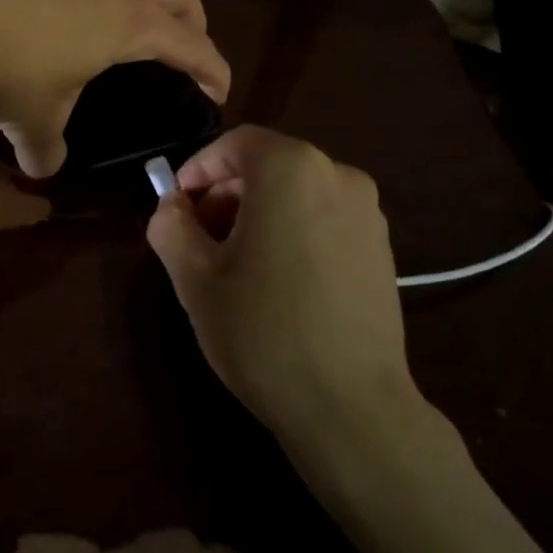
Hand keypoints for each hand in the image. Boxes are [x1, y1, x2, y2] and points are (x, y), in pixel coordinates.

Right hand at [146, 125, 427, 454]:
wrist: (351, 408)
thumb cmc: (262, 331)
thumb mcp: (194, 278)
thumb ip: (171, 227)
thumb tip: (171, 207)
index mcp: (291, 170)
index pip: (236, 143)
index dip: (199, 168)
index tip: (177, 205)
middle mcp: (338, 176)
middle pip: (268, 165)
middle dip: (226, 193)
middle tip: (198, 236)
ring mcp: (368, 213)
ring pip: (297, 192)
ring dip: (258, 212)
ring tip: (234, 263)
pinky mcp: (382, 249)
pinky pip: (324, 218)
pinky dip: (292, 230)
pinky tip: (276, 280)